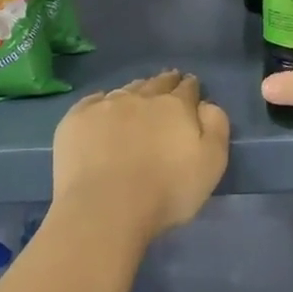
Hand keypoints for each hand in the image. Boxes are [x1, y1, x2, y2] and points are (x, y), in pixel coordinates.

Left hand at [51, 70, 229, 244]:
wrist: (105, 209)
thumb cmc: (167, 191)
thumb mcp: (212, 163)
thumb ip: (216, 126)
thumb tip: (206, 104)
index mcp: (175, 106)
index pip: (187, 88)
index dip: (191, 87)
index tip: (191, 87)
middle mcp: (141, 97)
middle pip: (156, 83)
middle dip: (165, 82)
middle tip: (168, 84)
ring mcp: (105, 106)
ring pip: (126, 90)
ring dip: (136, 91)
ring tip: (138, 98)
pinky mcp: (76, 119)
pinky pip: (93, 101)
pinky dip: (102, 102)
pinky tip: (102, 110)